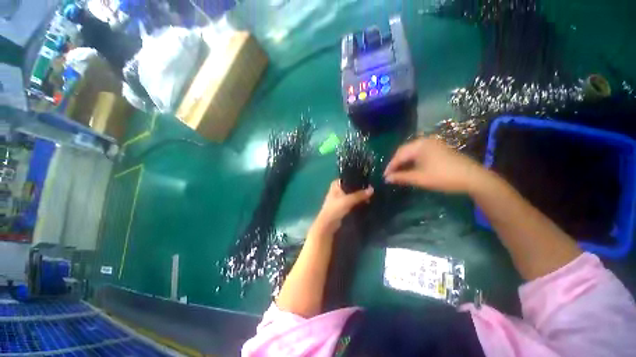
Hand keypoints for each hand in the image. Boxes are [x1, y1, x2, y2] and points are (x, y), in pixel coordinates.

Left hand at [310, 180, 373, 236]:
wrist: (328, 224)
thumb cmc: (335, 209)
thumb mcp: (348, 200)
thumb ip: (359, 195)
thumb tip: (372, 189)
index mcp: (335, 185)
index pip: (347, 177)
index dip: (356, 178)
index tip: (367, 179)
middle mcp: (337, 190)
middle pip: (350, 187)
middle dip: (359, 188)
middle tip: (372, 188)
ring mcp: (339, 199)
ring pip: (352, 195)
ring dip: (359, 196)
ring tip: (371, 195)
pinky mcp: (342, 207)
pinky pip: (352, 202)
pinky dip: (357, 202)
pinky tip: (366, 203)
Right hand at [384, 137, 484, 192]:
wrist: (473, 178)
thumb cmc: (443, 177)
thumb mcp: (419, 178)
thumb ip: (401, 177)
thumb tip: (386, 179)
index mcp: (419, 145)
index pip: (399, 155)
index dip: (390, 166)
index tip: (384, 176)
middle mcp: (425, 141)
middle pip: (404, 151)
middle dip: (396, 163)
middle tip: (391, 174)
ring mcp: (433, 144)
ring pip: (412, 152)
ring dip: (404, 162)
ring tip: (398, 173)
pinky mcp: (438, 148)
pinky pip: (419, 153)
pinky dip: (412, 161)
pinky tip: (410, 168)